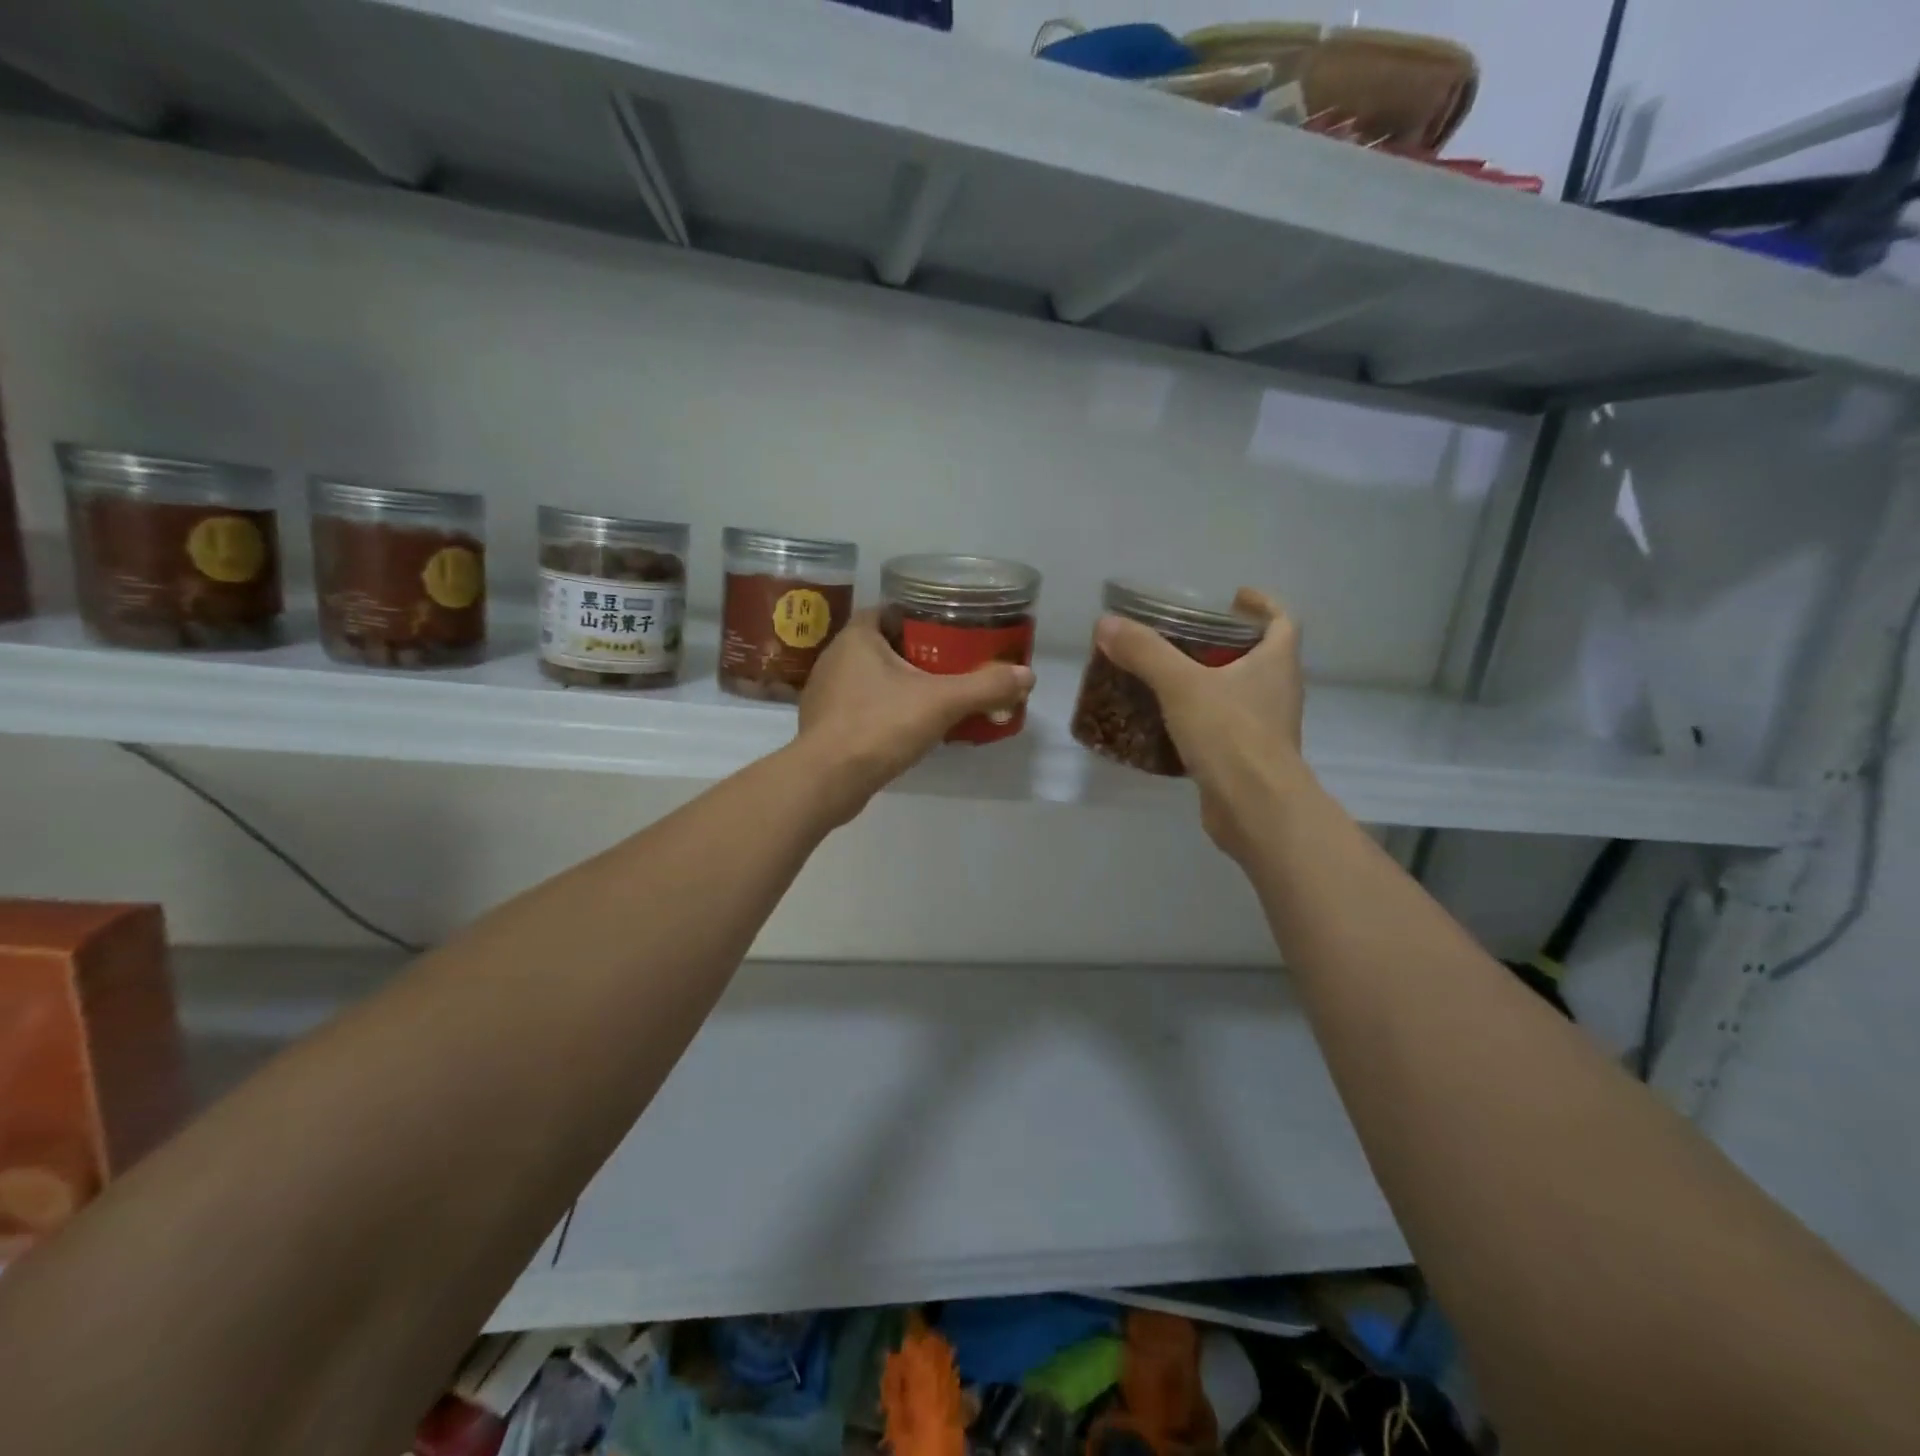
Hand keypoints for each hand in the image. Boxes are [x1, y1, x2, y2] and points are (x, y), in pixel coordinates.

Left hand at [794, 611, 1034, 822]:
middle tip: (949, 667)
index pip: (890, 611)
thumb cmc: (880, 726)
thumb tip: (1028, 675)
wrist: (827, 781)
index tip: (948, 632)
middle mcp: (834, 658)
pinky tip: (903, 728)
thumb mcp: (942, 703)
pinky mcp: (823, 725)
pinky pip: (859, 707)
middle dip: (914, 654)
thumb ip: (985, 687)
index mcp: (856, 637)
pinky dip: (881, 712)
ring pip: (869, 678)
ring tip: (931, 697)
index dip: (919, 618)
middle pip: (882, 645)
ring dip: (897, 685)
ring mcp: (824, 693)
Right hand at [1092, 589, 1308, 859]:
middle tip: (1187, 637)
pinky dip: (1202, 720)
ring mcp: (1266, 729)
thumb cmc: (1230, 735)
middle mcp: (1278, 692)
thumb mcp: (1181, 685)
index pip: (1282, 621)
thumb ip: (1144, 652)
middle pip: (1260, 657)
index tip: (1235, 597)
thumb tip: (1106, 624)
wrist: (1255, 809)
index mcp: (1276, 664)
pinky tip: (1168, 723)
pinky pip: (1225, 728)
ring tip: (1171, 676)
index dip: (1262, 605)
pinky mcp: (1248, 759)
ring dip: (1213, 682)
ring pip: (1241, 694)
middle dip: (1227, 644)